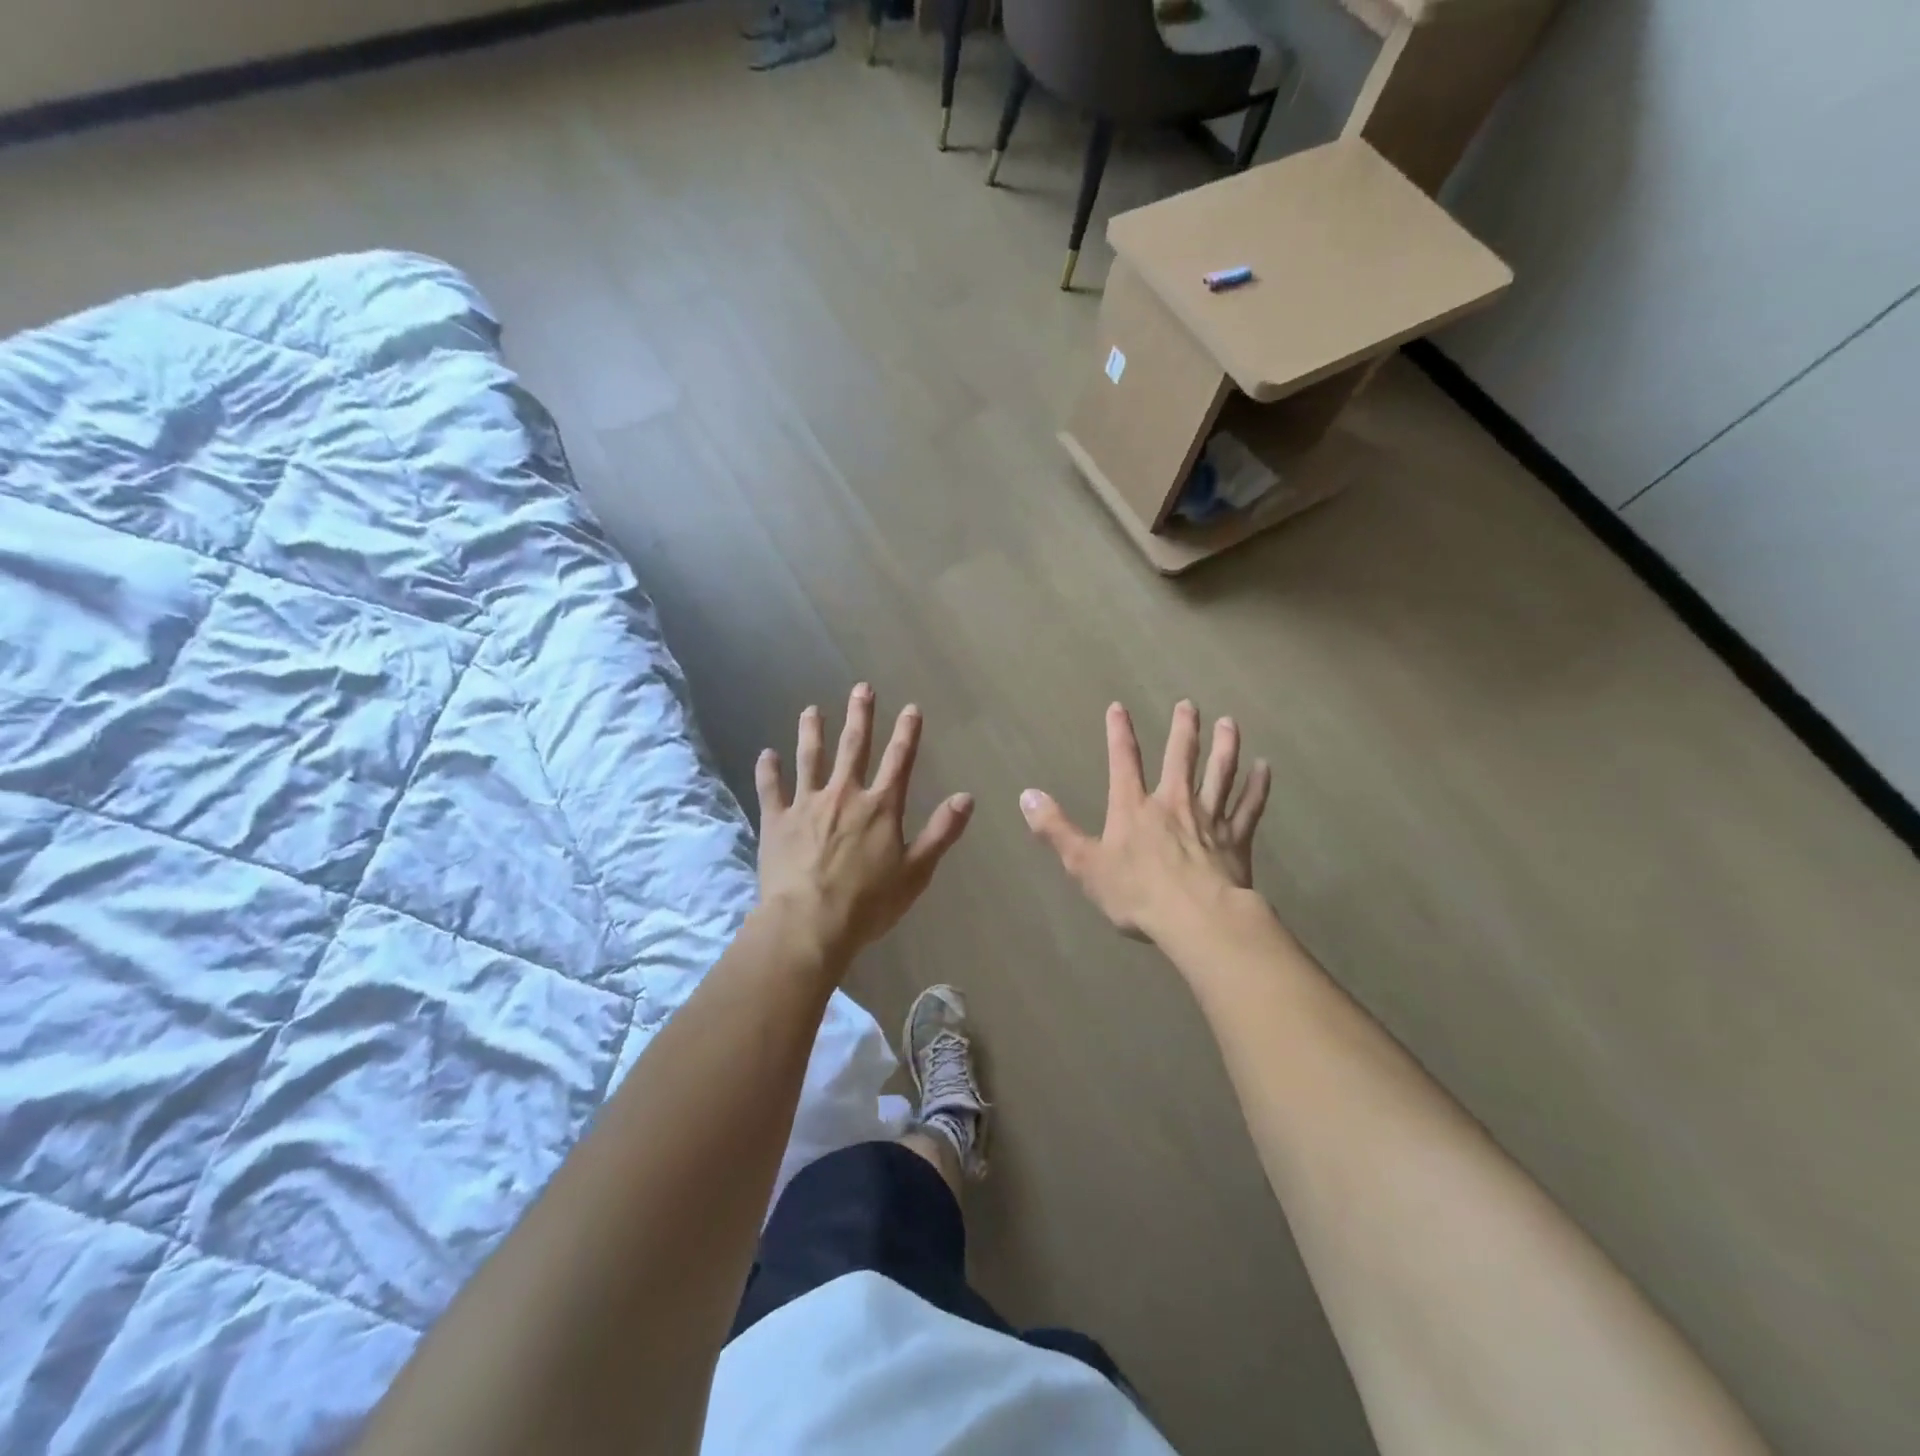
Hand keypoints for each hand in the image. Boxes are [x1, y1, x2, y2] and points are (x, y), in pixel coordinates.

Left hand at [755, 683, 973, 968]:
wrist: (809, 923)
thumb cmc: (869, 903)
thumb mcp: (916, 871)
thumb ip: (942, 831)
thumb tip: (967, 797)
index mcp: (881, 807)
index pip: (899, 760)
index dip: (907, 732)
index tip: (911, 708)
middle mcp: (845, 795)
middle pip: (854, 747)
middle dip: (860, 716)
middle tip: (861, 688)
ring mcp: (807, 804)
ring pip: (810, 758)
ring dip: (812, 732)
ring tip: (811, 710)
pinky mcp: (777, 821)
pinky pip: (771, 789)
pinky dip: (768, 770)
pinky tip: (766, 754)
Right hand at [1020, 701, 1269, 943]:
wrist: (1196, 919)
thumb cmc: (1136, 894)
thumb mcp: (1084, 864)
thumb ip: (1056, 829)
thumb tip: (1027, 795)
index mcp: (1134, 808)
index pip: (1123, 761)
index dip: (1119, 733)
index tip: (1119, 707)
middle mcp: (1173, 803)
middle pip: (1180, 757)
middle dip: (1183, 729)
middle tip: (1188, 704)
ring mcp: (1209, 819)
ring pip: (1219, 773)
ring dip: (1225, 747)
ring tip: (1229, 723)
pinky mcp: (1236, 840)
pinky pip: (1249, 807)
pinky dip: (1257, 787)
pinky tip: (1265, 769)